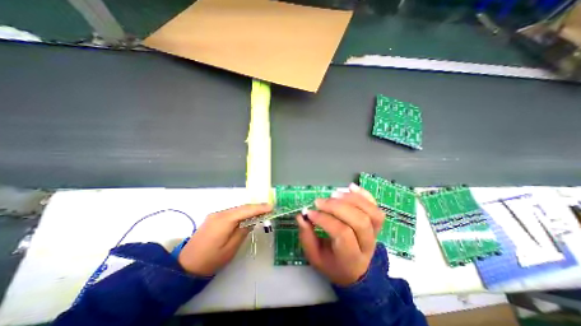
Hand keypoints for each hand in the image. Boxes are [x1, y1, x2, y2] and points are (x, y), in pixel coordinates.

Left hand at [178, 204, 271, 274]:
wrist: (185, 266)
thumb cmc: (210, 260)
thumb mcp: (231, 248)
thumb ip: (243, 231)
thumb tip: (252, 221)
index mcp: (224, 220)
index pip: (246, 210)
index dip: (260, 208)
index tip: (272, 207)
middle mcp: (219, 213)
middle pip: (242, 208)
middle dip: (256, 208)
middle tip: (269, 209)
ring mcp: (215, 215)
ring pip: (237, 209)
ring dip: (249, 211)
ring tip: (261, 213)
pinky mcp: (214, 218)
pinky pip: (232, 213)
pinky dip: (241, 214)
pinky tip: (247, 217)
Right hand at [296, 185, 384, 285]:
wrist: (355, 271)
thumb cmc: (332, 263)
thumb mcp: (315, 257)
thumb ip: (307, 237)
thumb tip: (301, 216)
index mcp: (351, 258)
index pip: (342, 233)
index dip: (325, 219)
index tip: (310, 213)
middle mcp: (367, 245)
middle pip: (359, 221)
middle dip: (337, 207)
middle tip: (319, 201)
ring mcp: (375, 233)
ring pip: (371, 212)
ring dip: (351, 199)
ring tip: (333, 193)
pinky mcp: (376, 224)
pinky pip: (376, 207)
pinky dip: (364, 194)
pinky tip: (350, 187)